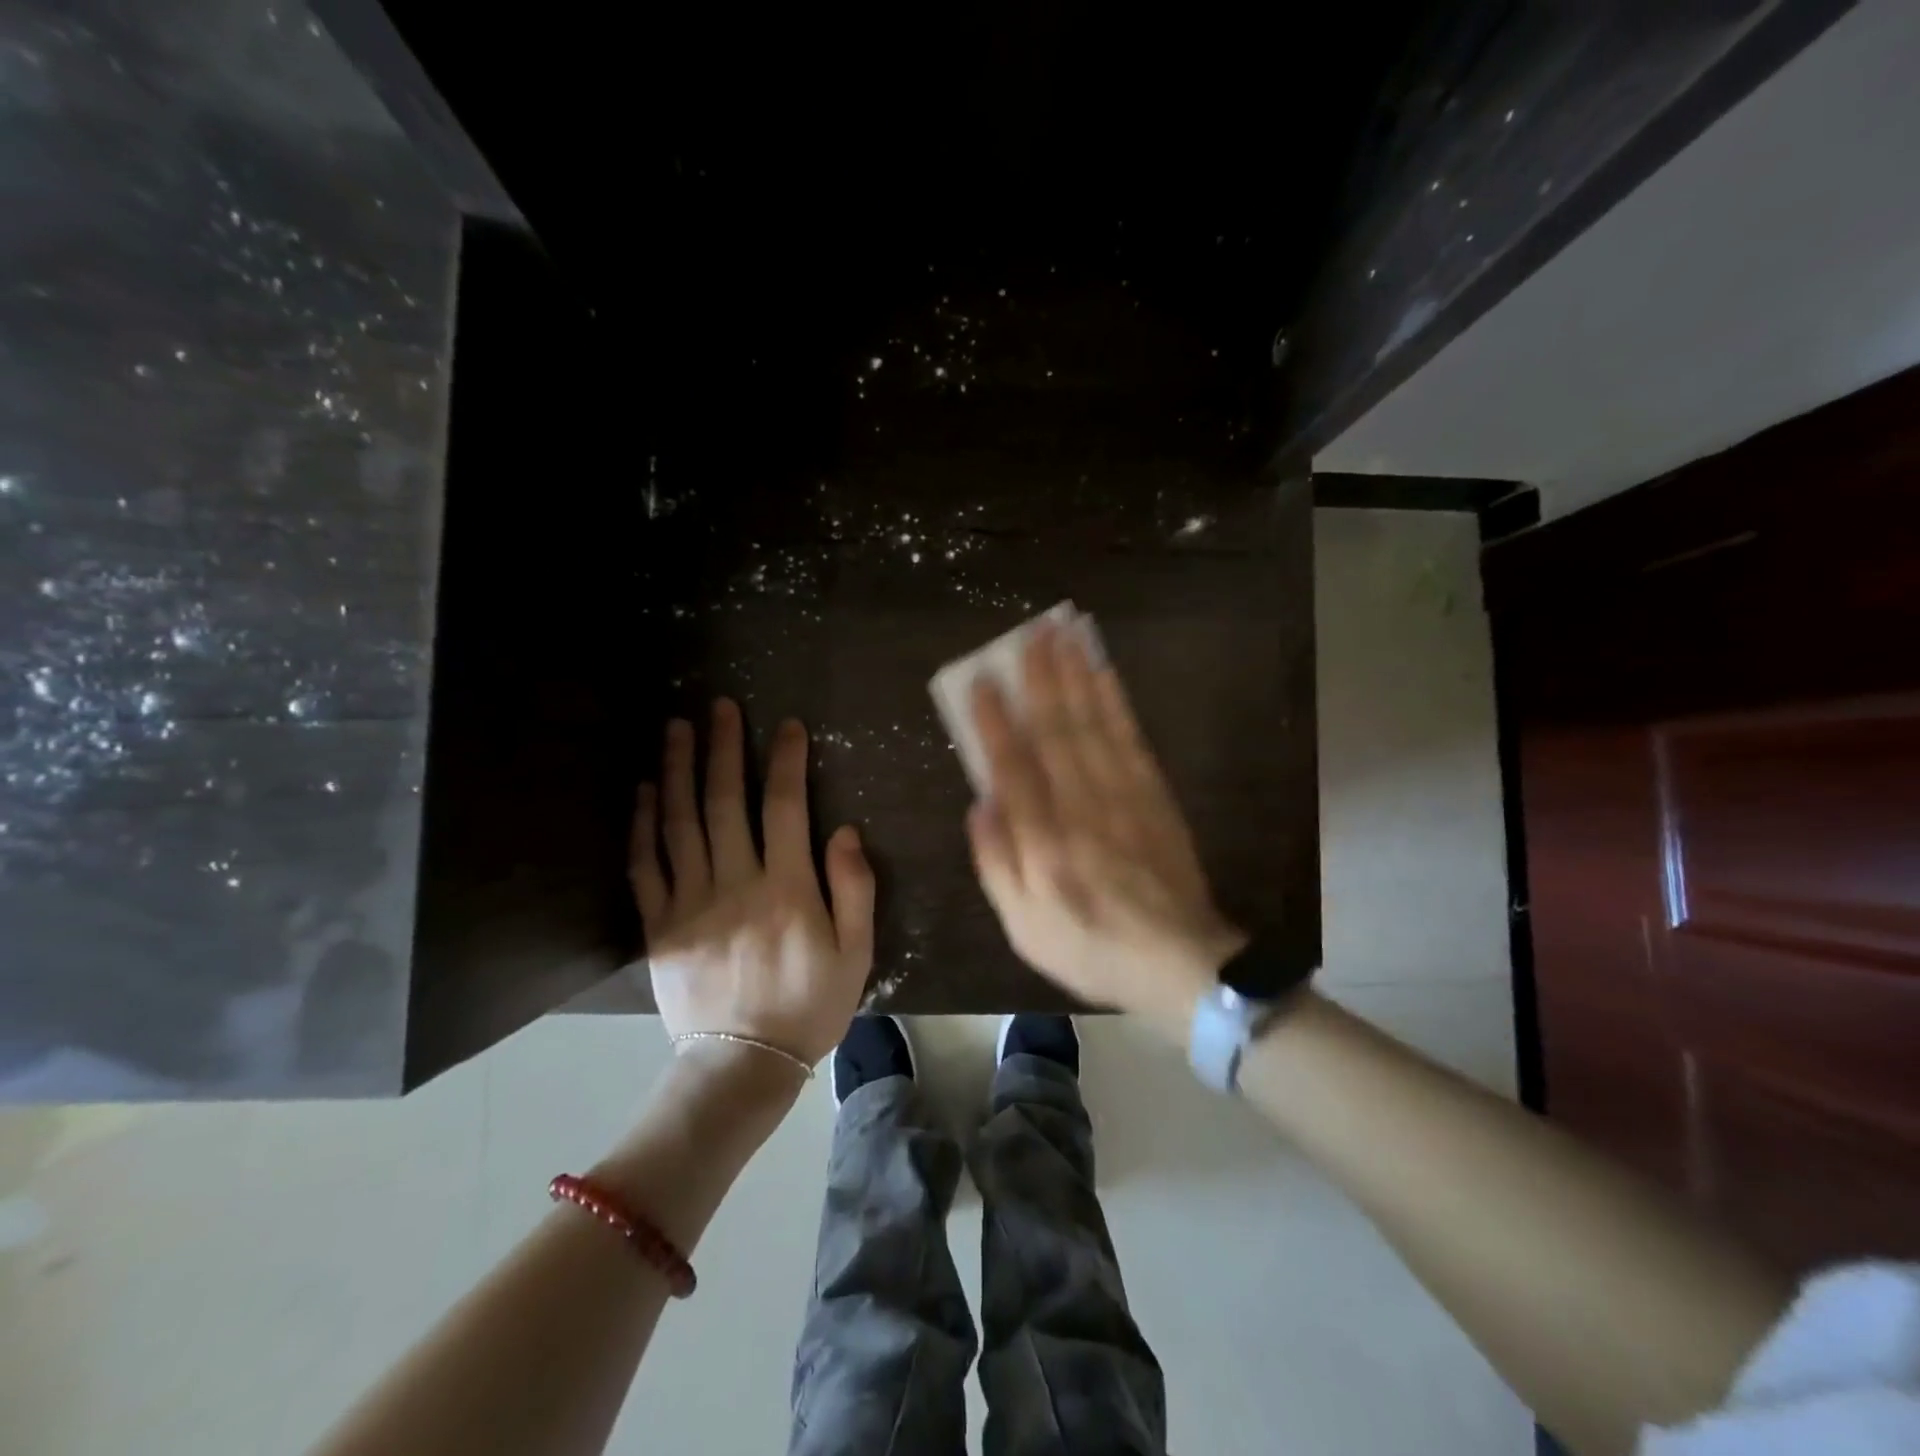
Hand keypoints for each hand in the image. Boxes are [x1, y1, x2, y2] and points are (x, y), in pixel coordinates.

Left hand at [631, 699, 874, 1069]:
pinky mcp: (659, 925)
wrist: (742, 1066)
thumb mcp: (856, 953)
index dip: (786, 761)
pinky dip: (643, 824)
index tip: (785, 725)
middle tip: (718, 706)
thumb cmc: (809, 1006)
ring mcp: (690, 903)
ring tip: (676, 728)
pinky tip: (645, 790)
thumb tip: (843, 830)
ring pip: (680, 823)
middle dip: (724, 749)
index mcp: (787, 889)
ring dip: (678, 771)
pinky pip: (645, 866)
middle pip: (726, 803)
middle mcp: (735, 884)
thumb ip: (854, 888)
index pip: (786, 808)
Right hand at [965, 622, 1245, 1027]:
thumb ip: (996, 864)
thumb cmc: (1089, 948)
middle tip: (1031, 633)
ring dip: (1077, 676)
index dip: (995, 722)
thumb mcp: (1023, 928)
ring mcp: (1123, 798)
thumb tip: (980, 803)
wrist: (1180, 963)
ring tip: (1064, 635)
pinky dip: (1115, 702)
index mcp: (1044, 845)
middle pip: (1057, 733)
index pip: (1014, 769)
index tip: (982, 680)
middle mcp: (1082, 811)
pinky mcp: (1154, 795)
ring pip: (1094, 725)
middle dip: (1041, 679)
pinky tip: (1103, 674)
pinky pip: (1130, 739)